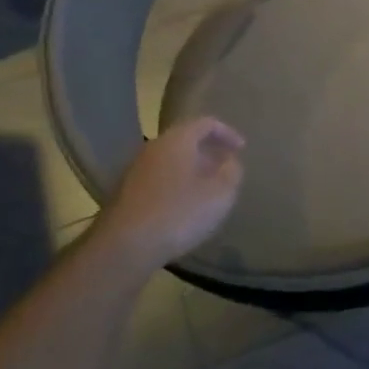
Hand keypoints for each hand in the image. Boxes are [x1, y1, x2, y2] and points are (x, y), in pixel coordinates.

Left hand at [100, 118, 245, 267]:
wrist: (126, 245)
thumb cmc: (180, 213)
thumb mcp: (220, 193)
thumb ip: (232, 172)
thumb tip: (230, 162)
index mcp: (178, 140)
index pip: (206, 123)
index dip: (227, 133)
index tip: (242, 149)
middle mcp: (154, 147)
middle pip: (186, 140)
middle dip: (209, 152)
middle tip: (226, 169)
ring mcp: (136, 169)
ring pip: (171, 160)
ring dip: (192, 170)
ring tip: (208, 190)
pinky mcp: (127, 191)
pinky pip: (159, 178)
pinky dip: (176, 184)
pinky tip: (184, 206)